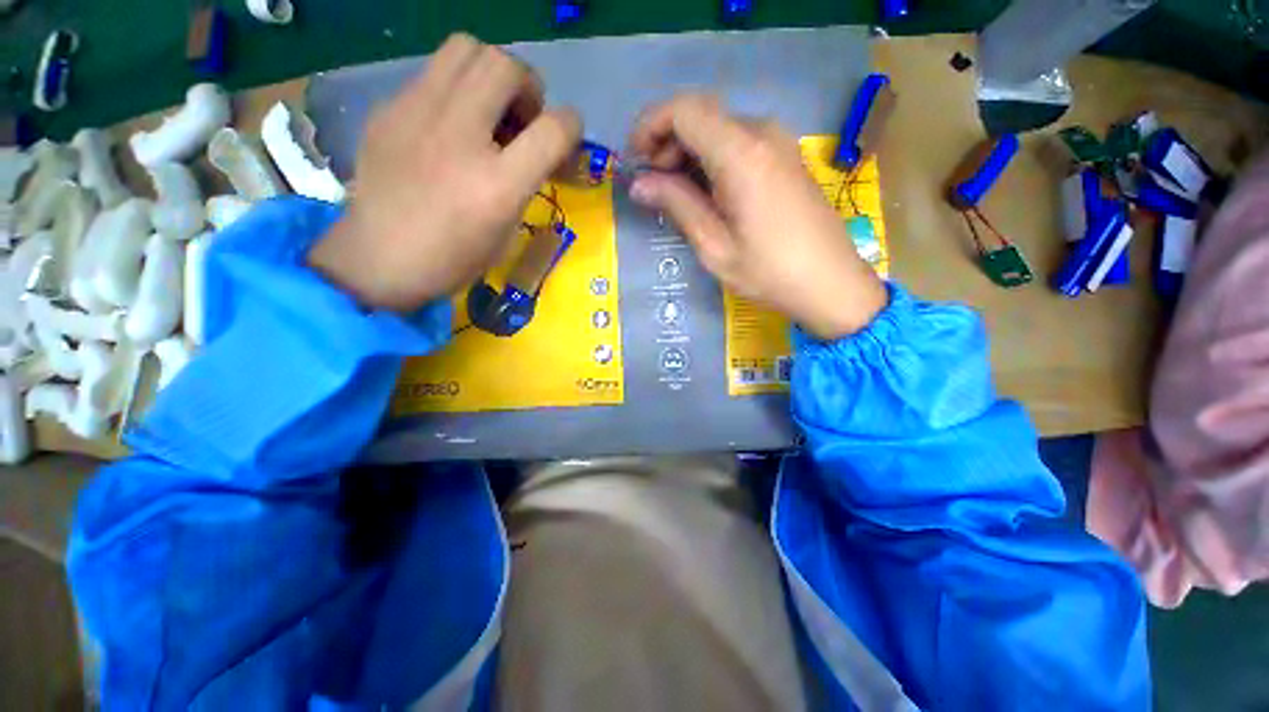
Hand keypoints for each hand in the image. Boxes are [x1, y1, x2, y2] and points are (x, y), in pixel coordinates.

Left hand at [309, 34, 581, 311]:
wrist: (379, 259)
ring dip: (490, 72)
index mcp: (498, 185)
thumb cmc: (454, 257)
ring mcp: (417, 114)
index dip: (571, 125)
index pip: (553, 129)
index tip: (565, 134)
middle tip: (521, 117)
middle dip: (527, 86)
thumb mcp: (506, 228)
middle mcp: (460, 138)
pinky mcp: (389, 108)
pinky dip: (455, 89)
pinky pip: (433, 73)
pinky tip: (448, 124)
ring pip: (466, 48)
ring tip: (487, 108)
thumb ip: (525, 181)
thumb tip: (534, 148)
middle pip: (506, 66)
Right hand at [627, 95, 886, 339]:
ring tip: (676, 196)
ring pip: (719, 129)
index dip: (651, 127)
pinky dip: (712, 160)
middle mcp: (762, 134)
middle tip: (653, 187)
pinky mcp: (785, 158)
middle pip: (701, 116)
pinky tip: (706, 194)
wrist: (831, 283)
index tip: (635, 161)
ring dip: (689, 154)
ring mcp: (779, 143)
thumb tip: (639, 184)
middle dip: (667, 144)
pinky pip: (739, 144)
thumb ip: (677, 205)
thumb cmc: (769, 272)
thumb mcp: (714, 246)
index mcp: (741, 153)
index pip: (684, 110)